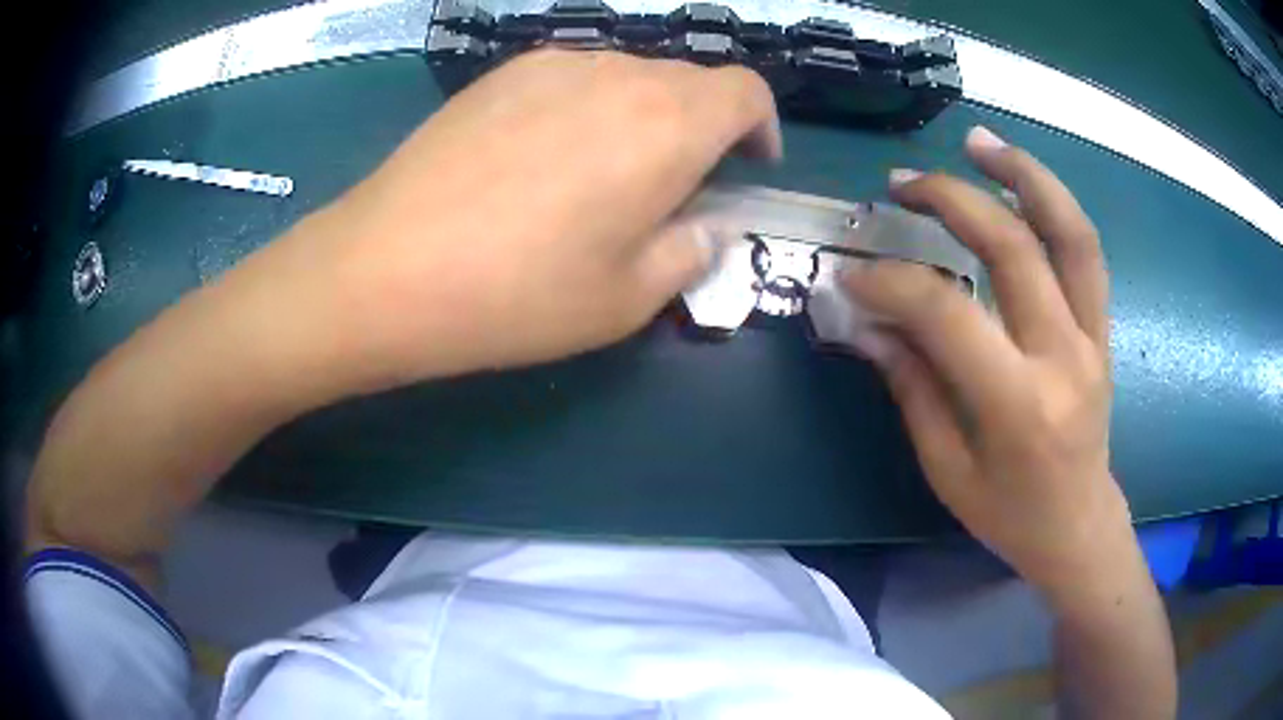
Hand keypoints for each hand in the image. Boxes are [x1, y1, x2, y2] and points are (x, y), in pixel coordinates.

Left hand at [279, 49, 779, 389]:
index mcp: (668, 124)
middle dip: (703, 127)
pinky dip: (589, 106)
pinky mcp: (502, 72)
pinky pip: (573, 77)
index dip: (761, 125)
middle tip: (672, 186)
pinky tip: (544, 156)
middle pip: (689, 81)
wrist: (387, 268)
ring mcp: (553, 64)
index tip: (747, 167)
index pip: (746, 90)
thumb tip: (708, 223)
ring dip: (644, 115)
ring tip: (602, 174)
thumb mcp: (627, 300)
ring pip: (630, 75)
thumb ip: (691, 250)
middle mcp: (618, 75)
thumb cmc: (516, 295)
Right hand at [843, 126, 1129, 598]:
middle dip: (951, 200)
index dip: (893, 282)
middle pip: (1014, 247)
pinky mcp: (1103, 329)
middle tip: (902, 182)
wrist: (1080, 525)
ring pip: (1070, 232)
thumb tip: (869, 321)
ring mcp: (1093, 337)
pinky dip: (1054, 204)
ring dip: (1024, 174)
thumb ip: (912, 386)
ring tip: (978, 140)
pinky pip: (1086, 252)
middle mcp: (1063, 358)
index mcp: (1018, 407)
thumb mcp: (948, 469)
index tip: (853, 272)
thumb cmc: (1009, 514)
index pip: (949, 314)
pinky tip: (1020, 181)